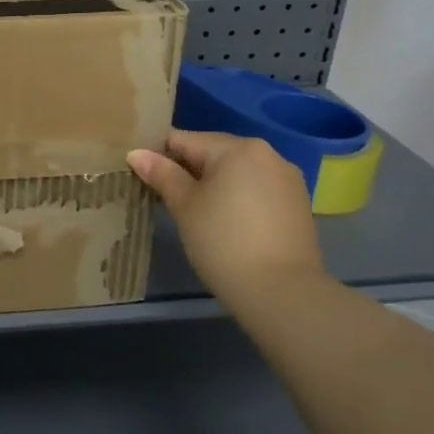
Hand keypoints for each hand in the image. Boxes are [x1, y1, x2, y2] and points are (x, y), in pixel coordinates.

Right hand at [128, 131, 324, 312]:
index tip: (143, 176)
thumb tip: (136, 153)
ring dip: (214, 185)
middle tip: (166, 199)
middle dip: (188, 170)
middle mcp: (268, 154)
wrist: (282, 293)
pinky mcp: (297, 205)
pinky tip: (227, 224)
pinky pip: (257, 190)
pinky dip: (238, 199)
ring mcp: (287, 180)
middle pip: (213, 153)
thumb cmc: (223, 242)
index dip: (158, 156)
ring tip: (196, 214)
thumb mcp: (185, 206)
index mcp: (238, 148)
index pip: (184, 140)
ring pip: (237, 172)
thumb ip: (161, 174)